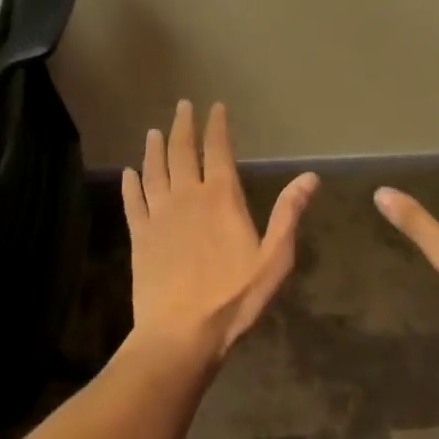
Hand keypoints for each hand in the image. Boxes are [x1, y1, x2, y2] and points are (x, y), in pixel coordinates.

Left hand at [122, 101, 318, 361]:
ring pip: (155, 171)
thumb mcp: (274, 259)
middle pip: (183, 151)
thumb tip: (310, 176)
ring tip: (154, 132)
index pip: (218, 150)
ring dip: (155, 148)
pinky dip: (131, 184)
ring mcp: (159, 215)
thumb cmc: (233, 298)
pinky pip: (133, 201)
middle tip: (182, 105)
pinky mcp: (140, 236)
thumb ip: (289, 214)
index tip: (215, 107)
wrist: (180, 334)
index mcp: (221, 197)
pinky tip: (128, 173)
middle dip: (183, 126)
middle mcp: (187, 196)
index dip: (217, 126)